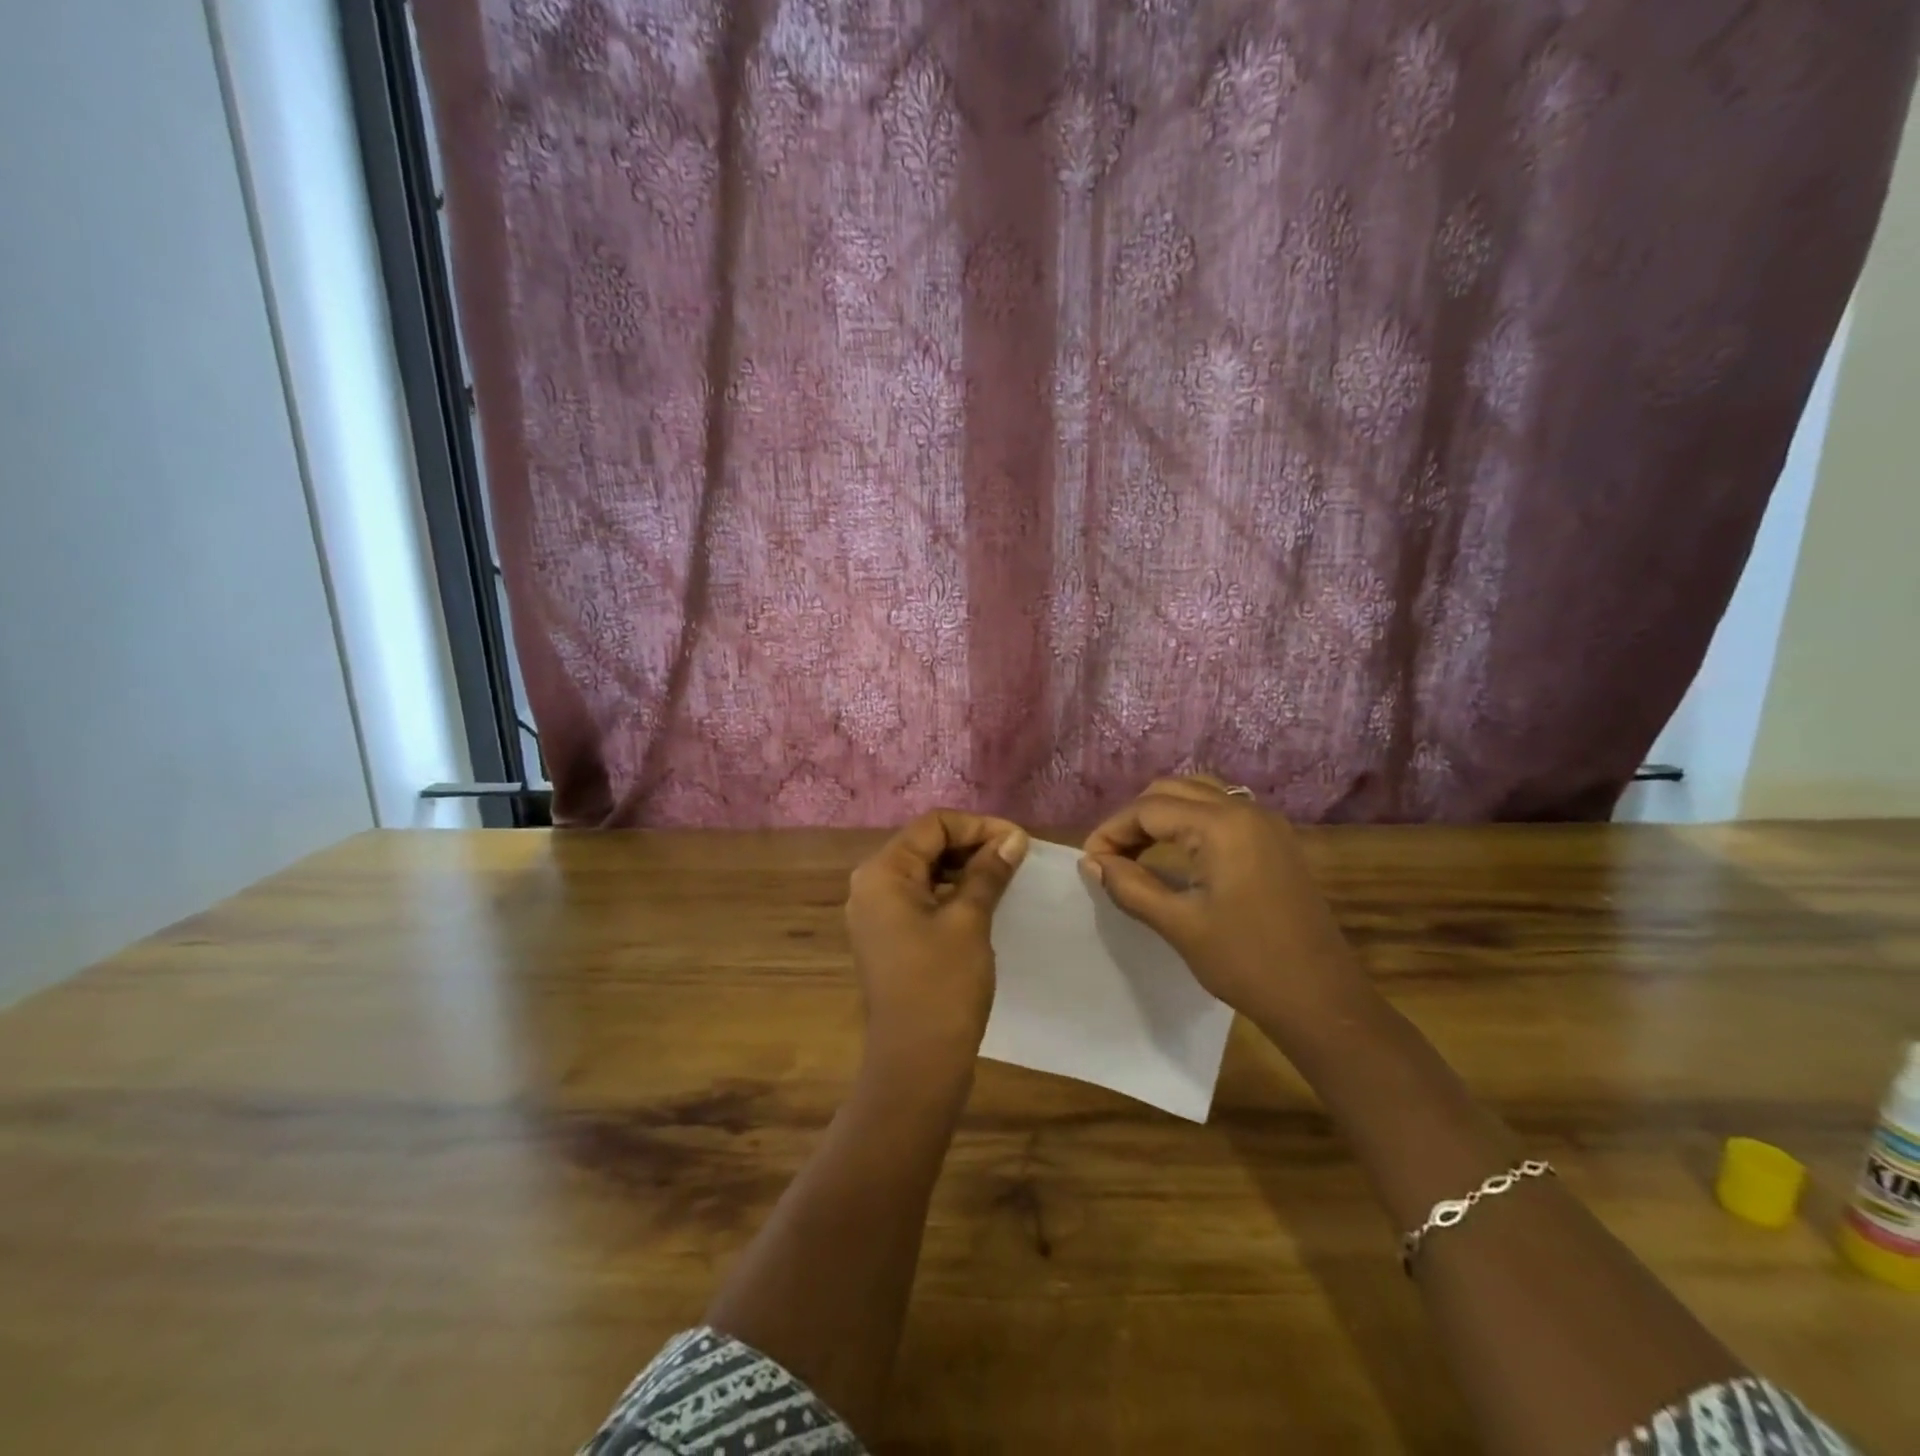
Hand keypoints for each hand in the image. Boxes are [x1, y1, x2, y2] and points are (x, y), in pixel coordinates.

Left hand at [845, 810, 1029, 1068]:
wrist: (916, 1063)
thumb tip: (1013, 838)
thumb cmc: (942, 985)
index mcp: (883, 872)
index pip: (933, 825)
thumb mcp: (969, 921)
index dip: (978, 826)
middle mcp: (871, 884)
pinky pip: (920, 897)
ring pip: (924, 870)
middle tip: (1016, 858)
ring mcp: (876, 912)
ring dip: (964, 868)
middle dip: (972, 844)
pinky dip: (951, 892)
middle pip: (925, 844)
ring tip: (1005, 876)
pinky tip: (983, 901)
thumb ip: (988, 872)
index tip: (1018, 842)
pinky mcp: (888, 935)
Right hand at [1080, 777, 1369, 1043]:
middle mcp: (1245, 810)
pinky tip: (1175, 854)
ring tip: (1135, 853)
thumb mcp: (1178, 924)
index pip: (1149, 809)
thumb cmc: (1246, 962)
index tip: (1089, 862)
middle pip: (1172, 791)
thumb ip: (1129, 885)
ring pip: (1197, 796)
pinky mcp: (1275, 841)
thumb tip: (1091, 862)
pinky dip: (1189, 822)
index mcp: (1222, 825)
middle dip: (1134, 819)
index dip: (1112, 830)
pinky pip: (1221, 811)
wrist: (1321, 999)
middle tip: (1109, 857)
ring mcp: (1266, 823)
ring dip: (1161, 816)